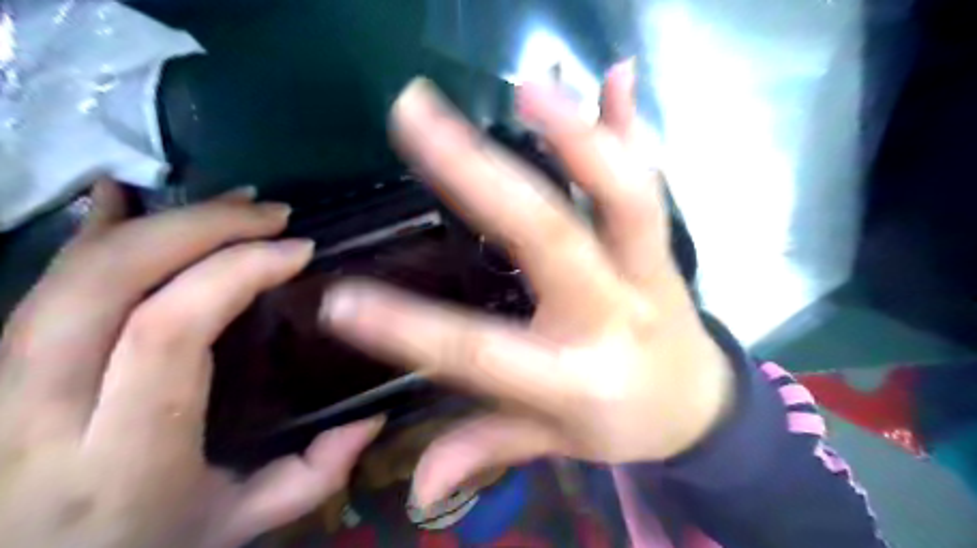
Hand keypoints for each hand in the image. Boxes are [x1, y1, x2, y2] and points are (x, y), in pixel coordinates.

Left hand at [1, 184, 383, 547]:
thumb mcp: (240, 525)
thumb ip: (313, 476)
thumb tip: (374, 415)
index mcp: (122, 455)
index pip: (169, 332)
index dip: (235, 272)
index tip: (297, 250)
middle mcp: (45, 411)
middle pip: (111, 282)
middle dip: (201, 229)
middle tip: (271, 214)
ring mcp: (4, 382)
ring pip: (73, 272)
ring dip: (162, 221)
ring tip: (233, 204)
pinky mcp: (1, 365)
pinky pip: (44, 280)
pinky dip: (91, 230)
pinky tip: (125, 197)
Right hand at [324, 62, 736, 506]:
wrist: (702, 407)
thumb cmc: (623, 423)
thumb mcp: (557, 444)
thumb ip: (488, 449)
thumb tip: (418, 490)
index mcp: (576, 378)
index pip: (480, 352)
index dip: (408, 329)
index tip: (338, 301)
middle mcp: (613, 314)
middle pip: (549, 240)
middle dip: (481, 177)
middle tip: (416, 116)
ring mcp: (647, 273)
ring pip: (621, 198)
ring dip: (577, 137)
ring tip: (527, 88)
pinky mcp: (666, 248)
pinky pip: (650, 181)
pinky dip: (633, 128)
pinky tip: (615, 77)